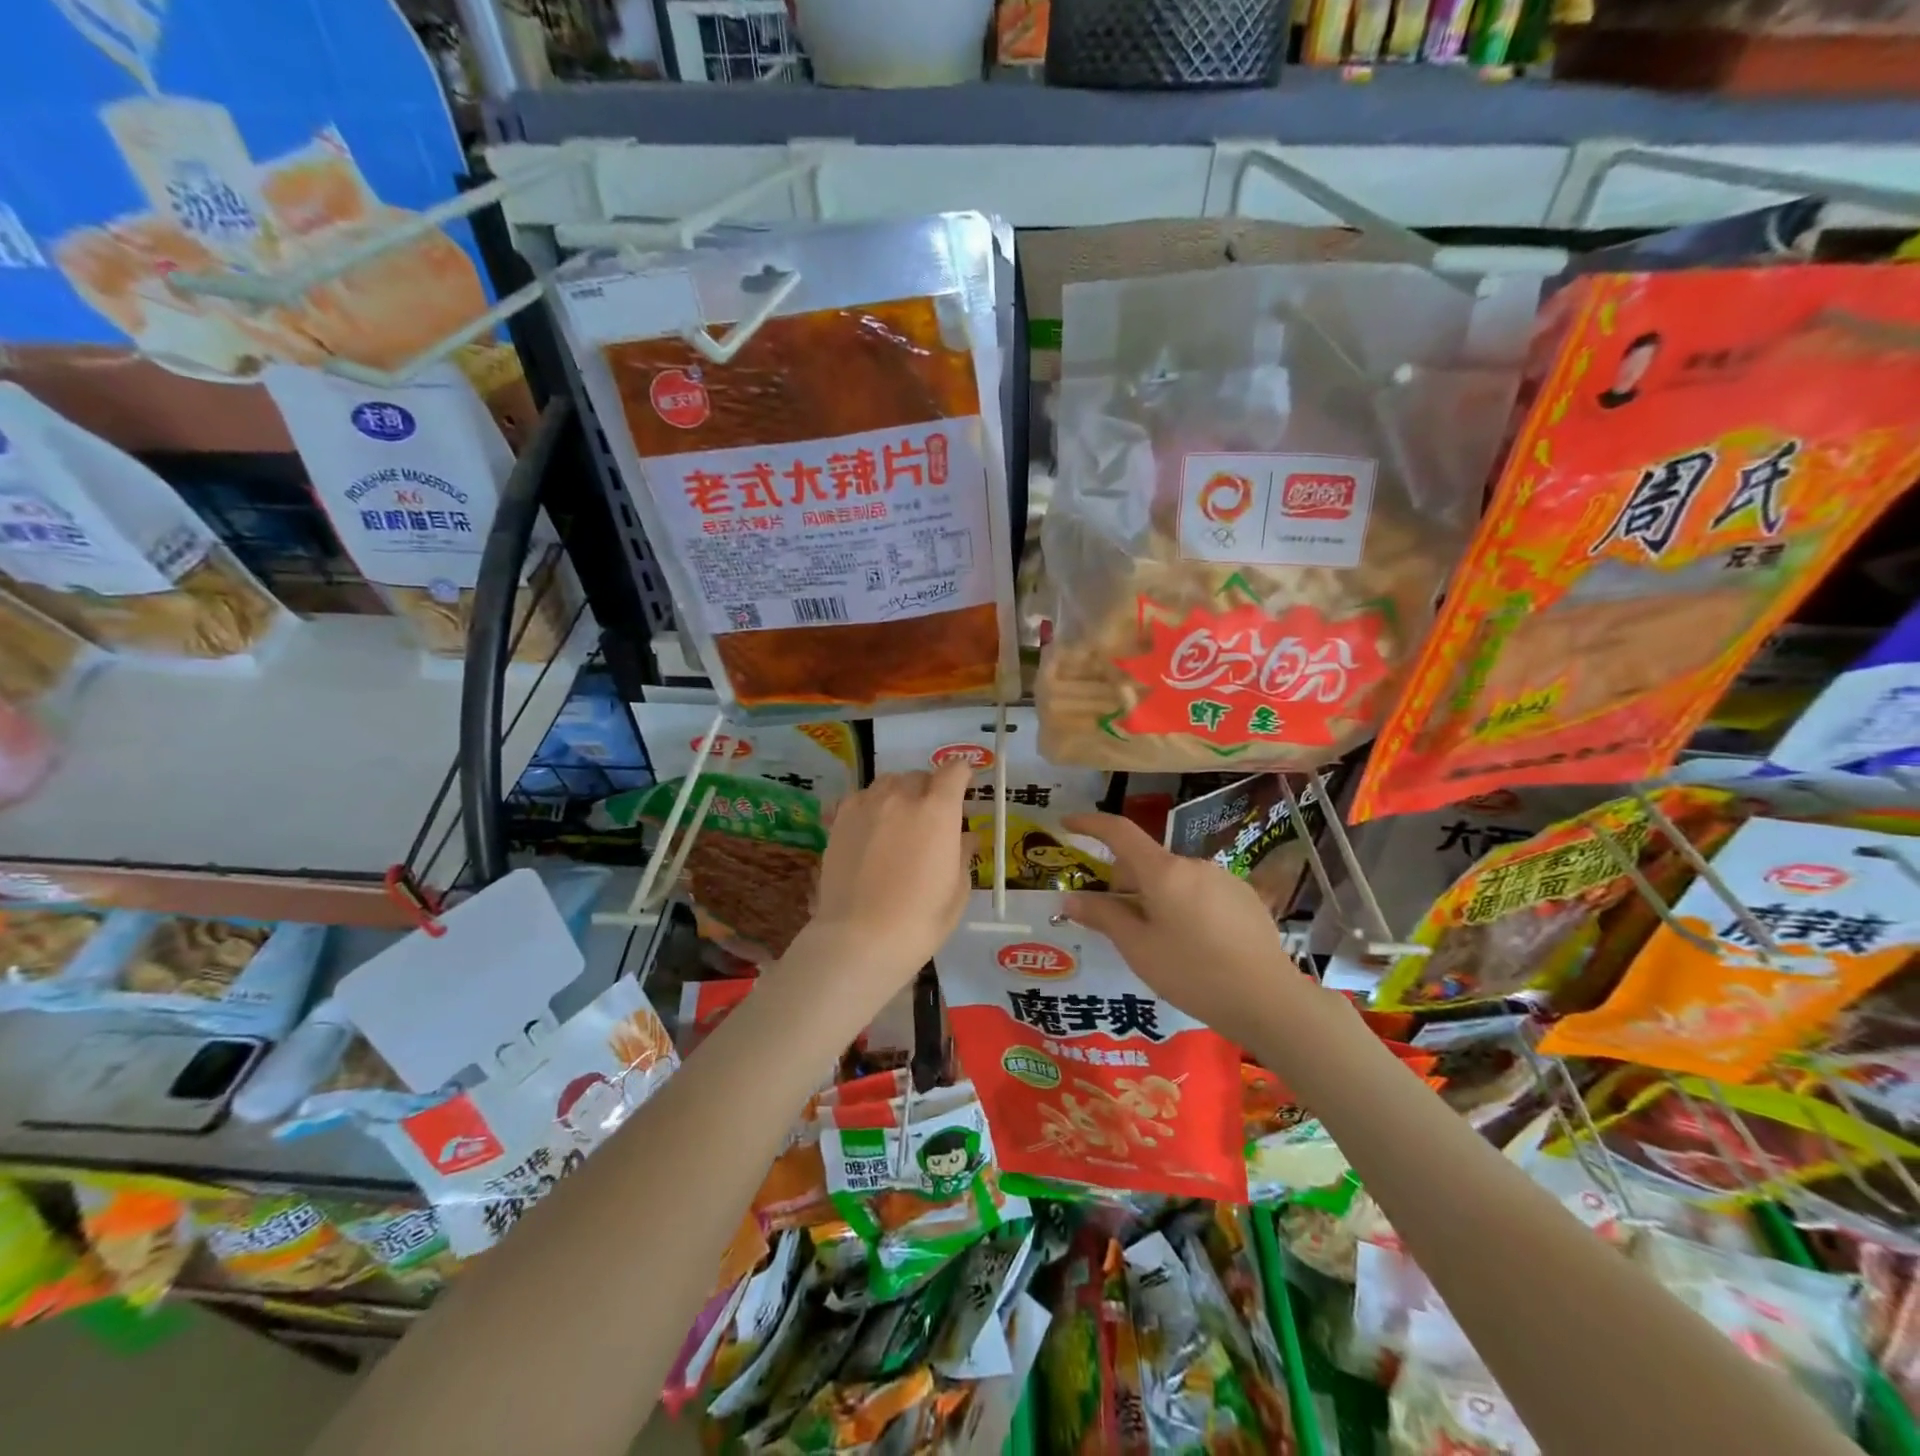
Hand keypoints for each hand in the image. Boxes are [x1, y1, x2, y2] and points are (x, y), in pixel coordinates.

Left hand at [804, 763, 974, 992]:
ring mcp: (867, 805)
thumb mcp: (956, 891)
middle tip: (932, 816)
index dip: (963, 775)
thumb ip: (963, 854)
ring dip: (900, 793)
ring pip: (888, 782)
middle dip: (931, 789)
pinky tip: (872, 828)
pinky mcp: (840, 819)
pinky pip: (861, 797)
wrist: (860, 938)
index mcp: (938, 811)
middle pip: (920, 776)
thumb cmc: (920, 920)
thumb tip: (966, 837)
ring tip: (899, 819)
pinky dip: (872, 804)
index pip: (954, 771)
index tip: (965, 787)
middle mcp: (902, 797)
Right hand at [1061, 811, 1311, 1033]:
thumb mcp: (1139, 949)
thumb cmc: (1194, 974)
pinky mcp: (1244, 896)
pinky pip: (1200, 891)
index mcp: (1163, 871)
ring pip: (1174, 879)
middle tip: (1116, 923)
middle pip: (1146, 862)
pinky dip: (1184, 905)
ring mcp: (1223, 878)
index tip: (1067, 823)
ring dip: (1156, 897)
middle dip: (1124, 883)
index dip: (1090, 824)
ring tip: (1159, 943)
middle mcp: (1193, 864)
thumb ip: (1103, 917)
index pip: (1119, 832)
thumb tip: (1070, 899)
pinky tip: (1194, 945)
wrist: (1269, 1000)